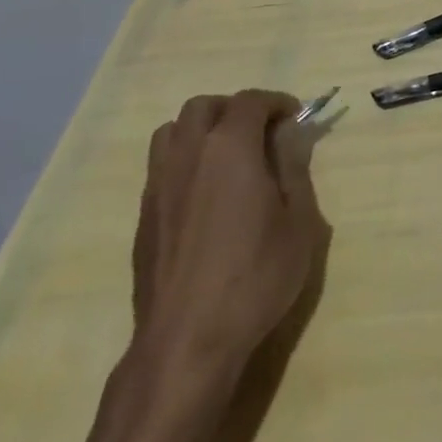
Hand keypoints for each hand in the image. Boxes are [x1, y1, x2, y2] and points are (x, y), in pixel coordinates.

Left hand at [132, 90, 328, 379]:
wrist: (187, 340)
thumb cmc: (256, 276)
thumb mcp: (299, 221)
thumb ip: (293, 168)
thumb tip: (288, 136)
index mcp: (230, 148)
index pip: (251, 101)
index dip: (276, 102)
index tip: (294, 117)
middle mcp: (188, 154)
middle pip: (203, 107)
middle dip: (234, 109)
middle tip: (260, 133)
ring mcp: (158, 185)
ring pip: (172, 131)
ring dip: (201, 130)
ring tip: (227, 156)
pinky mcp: (143, 216)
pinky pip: (160, 166)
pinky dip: (184, 161)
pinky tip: (205, 195)